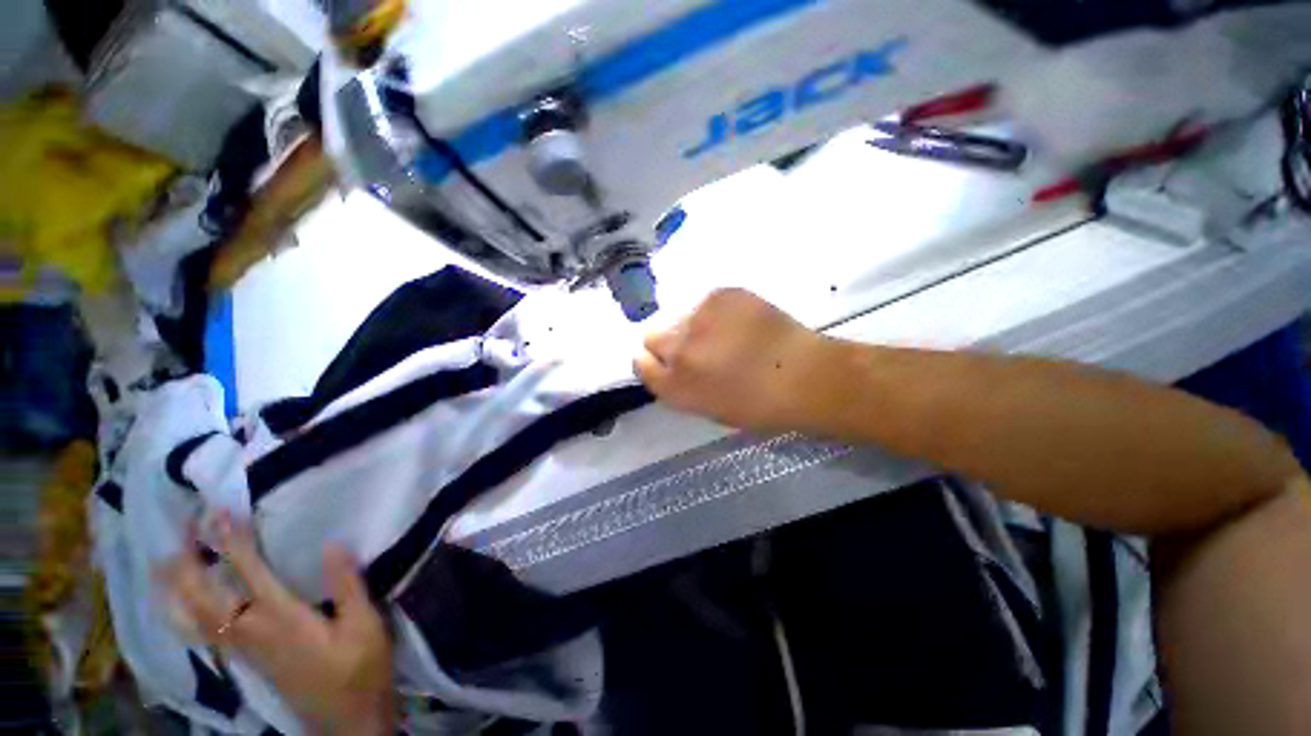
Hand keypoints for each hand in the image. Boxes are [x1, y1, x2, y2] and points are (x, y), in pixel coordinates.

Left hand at [158, 513, 394, 735]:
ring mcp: (243, 650)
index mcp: (281, 621)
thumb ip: (348, 587)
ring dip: (175, 588)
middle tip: (181, 527)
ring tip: (165, 560)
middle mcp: (251, 634)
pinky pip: (200, 633)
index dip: (232, 542)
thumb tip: (332, 544)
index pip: (249, 575)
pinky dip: (182, 613)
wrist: (347, 722)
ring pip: (193, 619)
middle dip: (187, 561)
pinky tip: (182, 604)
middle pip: (204, 598)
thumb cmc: (360, 670)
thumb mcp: (365, 627)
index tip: (218, 511)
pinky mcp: (245, 660)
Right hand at [634, 288, 828, 432]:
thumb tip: (666, 364)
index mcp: (673, 385)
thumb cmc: (757, 404)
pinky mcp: (718, 294)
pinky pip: (702, 302)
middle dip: (666, 341)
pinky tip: (737, 322)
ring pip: (676, 315)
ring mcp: (697, 318)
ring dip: (690, 325)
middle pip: (650, 334)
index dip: (651, 361)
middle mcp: (677, 349)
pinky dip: (713, 312)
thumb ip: (677, 385)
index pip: (639, 363)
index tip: (666, 361)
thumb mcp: (706, 407)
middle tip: (694, 346)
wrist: (803, 375)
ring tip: (721, 333)